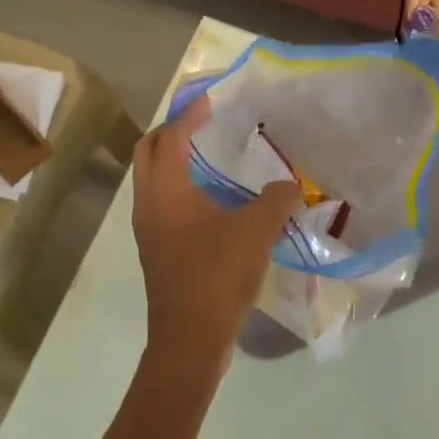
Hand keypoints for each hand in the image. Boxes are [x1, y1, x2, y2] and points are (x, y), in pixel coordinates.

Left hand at [131, 96, 301, 378]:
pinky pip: (161, 200)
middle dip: (172, 129)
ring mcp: (149, 227)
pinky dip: (179, 184)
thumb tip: (290, 185)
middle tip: (202, 120)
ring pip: (152, 177)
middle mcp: (149, 203)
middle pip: (149, 150)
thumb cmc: (217, 276)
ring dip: (173, 157)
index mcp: (166, 191)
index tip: (210, 98)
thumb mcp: (256, 232)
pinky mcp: (156, 247)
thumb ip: (276, 199)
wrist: (189, 339)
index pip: (172, 137)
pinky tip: (211, 196)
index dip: (190, 114)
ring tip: (208, 151)